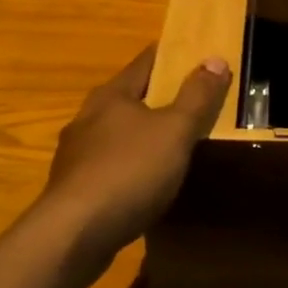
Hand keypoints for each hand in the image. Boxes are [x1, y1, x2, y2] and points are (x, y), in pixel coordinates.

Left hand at [39, 44, 230, 265]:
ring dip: (140, 134)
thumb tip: (215, 58)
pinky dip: (129, 165)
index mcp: (111, 95)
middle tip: (189, 99)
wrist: (73, 234)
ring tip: (169, 142)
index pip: (145, 62)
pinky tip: (143, 181)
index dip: (170, 55)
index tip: (193, 53)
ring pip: (116, 133)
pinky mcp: (73, 188)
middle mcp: (88, 117)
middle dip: (156, 96)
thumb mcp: (175, 131)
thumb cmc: (129, 171)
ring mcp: (76, 154)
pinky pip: (108, 165)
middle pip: (128, 97)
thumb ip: (197, 96)